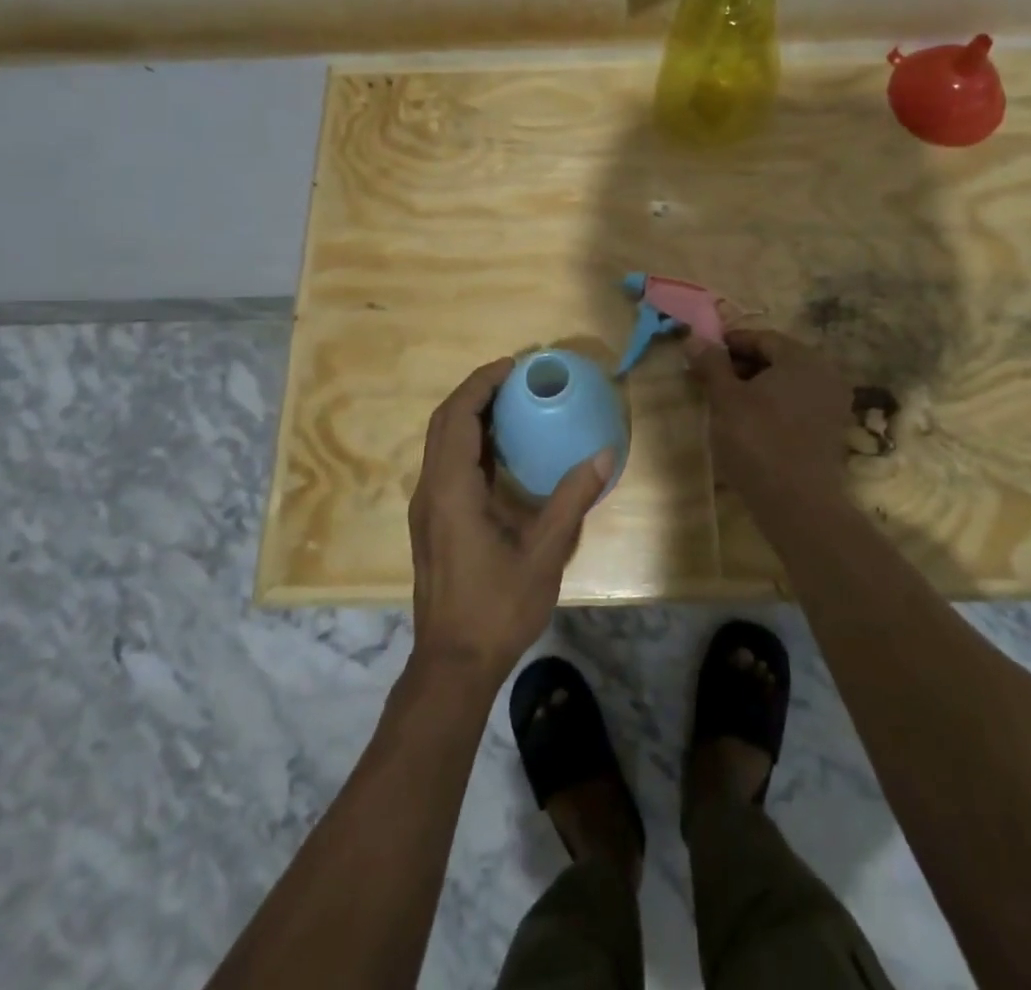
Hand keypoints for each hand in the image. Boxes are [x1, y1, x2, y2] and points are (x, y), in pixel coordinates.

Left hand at [408, 358, 613, 684]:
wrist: (453, 664)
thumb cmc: (497, 607)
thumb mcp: (544, 552)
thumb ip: (571, 499)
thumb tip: (604, 454)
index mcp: (451, 490)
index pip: (457, 418)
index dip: (481, 384)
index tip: (512, 366)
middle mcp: (430, 491)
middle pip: (443, 423)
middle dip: (475, 392)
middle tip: (515, 378)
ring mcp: (426, 507)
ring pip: (439, 443)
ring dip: (469, 415)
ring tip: (509, 402)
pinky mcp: (431, 522)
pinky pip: (444, 463)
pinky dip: (468, 441)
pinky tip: (500, 450)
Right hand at [685, 329, 849, 511]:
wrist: (797, 503)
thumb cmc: (757, 441)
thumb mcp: (725, 399)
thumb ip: (711, 364)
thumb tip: (694, 338)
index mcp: (802, 358)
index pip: (761, 338)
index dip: (728, 344)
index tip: (701, 356)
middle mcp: (824, 373)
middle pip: (775, 359)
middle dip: (740, 367)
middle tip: (708, 380)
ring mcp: (831, 403)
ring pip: (785, 384)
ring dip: (754, 388)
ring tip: (723, 404)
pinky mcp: (830, 431)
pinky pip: (796, 406)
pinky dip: (771, 407)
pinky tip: (748, 424)